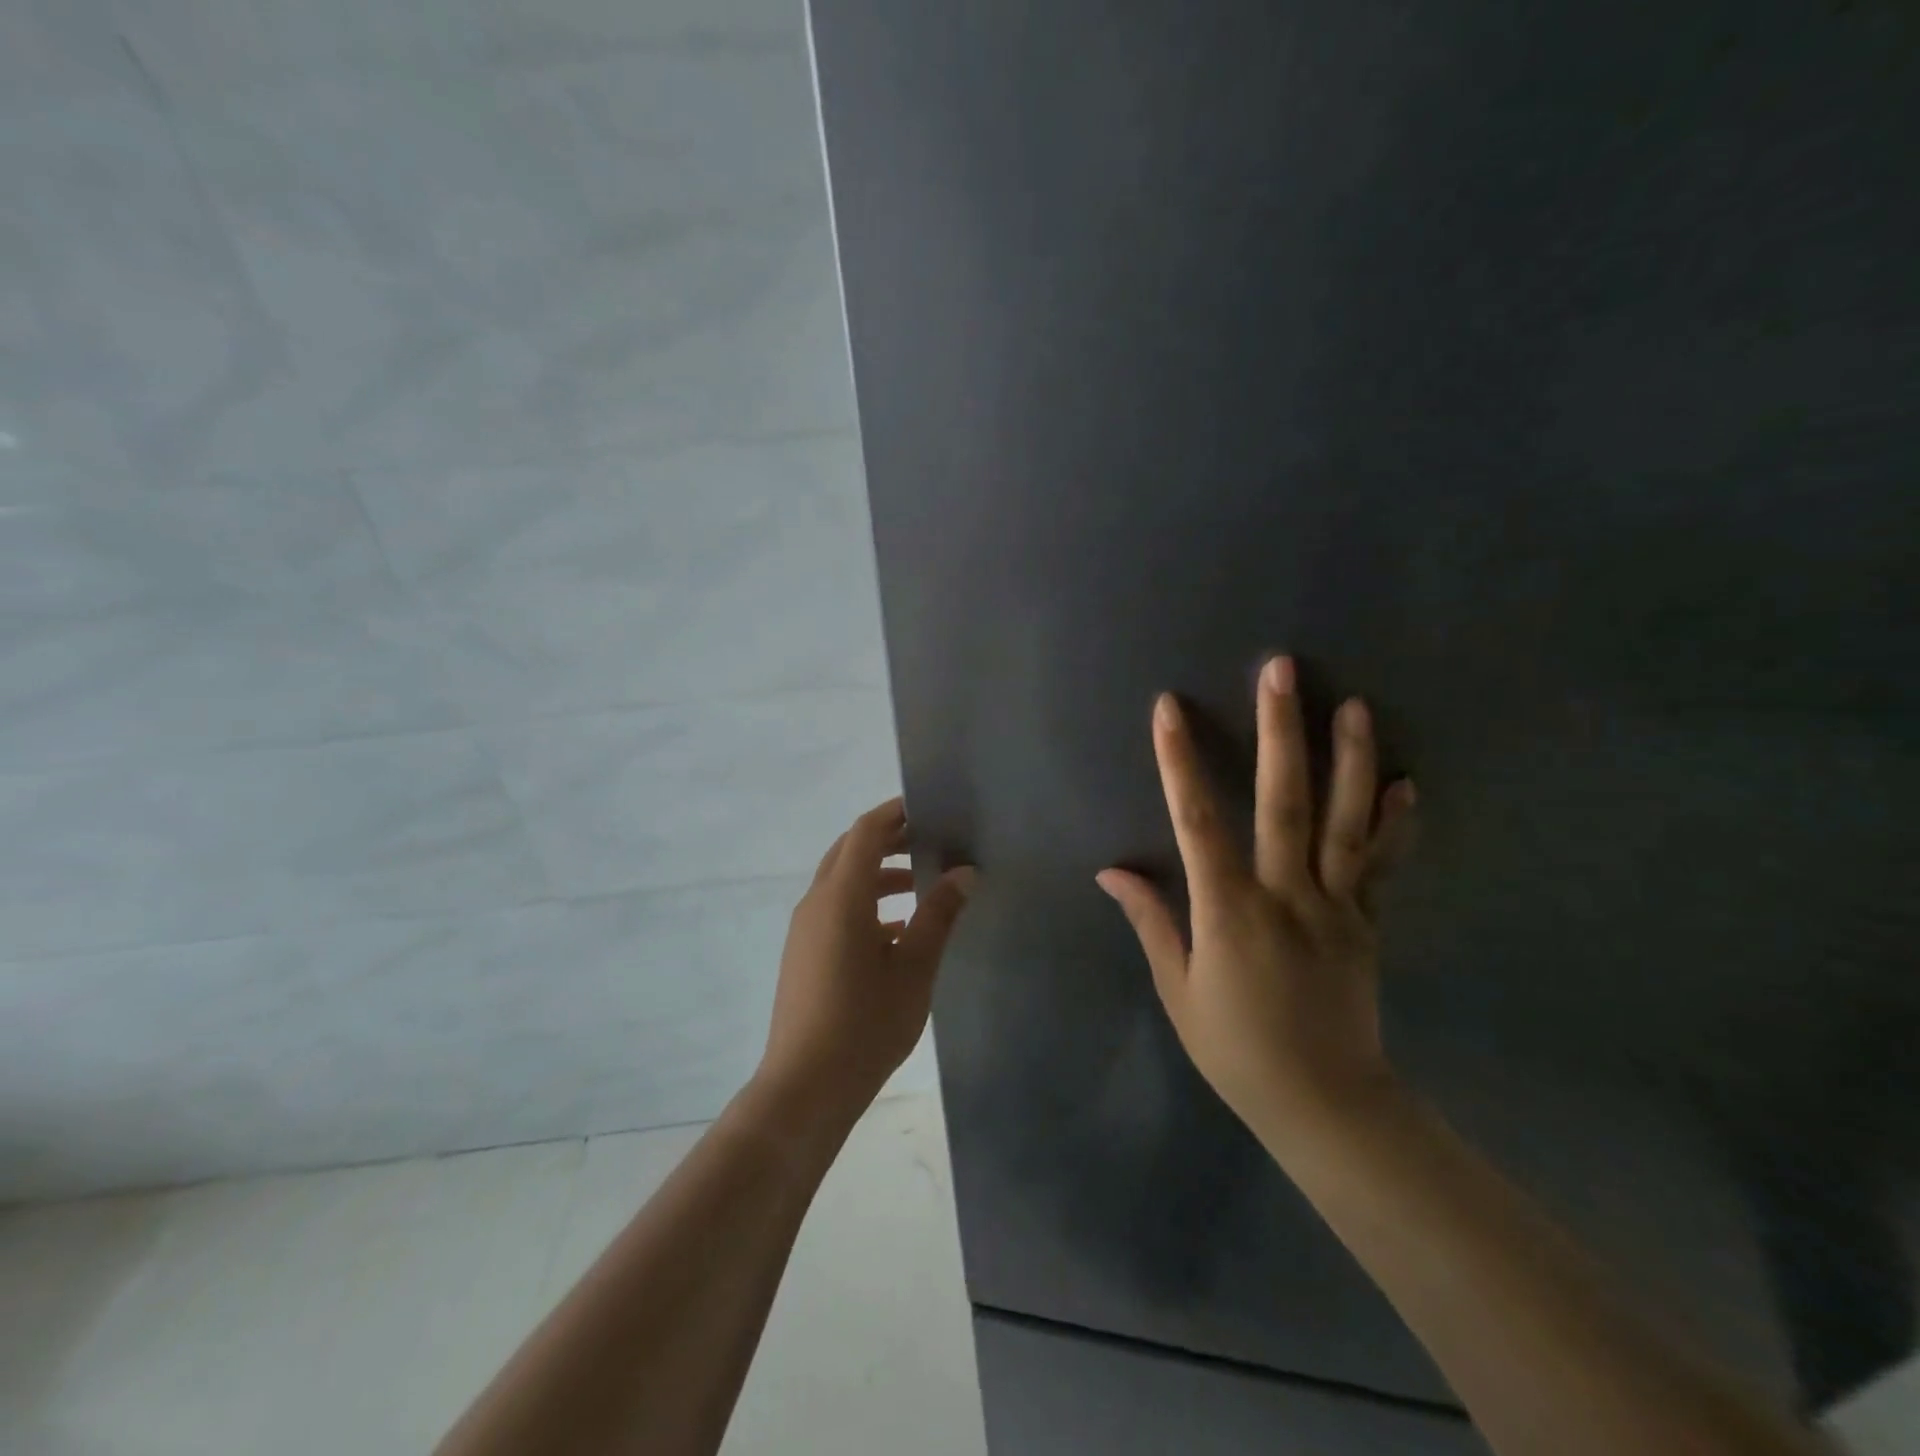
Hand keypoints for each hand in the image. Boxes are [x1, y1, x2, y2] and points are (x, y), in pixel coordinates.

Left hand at [759, 798, 975, 1123]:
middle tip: (929, 840)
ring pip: (841, 881)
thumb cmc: (865, 1024)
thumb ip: (938, 915)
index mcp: (841, 896)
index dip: (894, 814)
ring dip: (877, 873)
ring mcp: (805, 929)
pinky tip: (897, 930)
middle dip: (887, 840)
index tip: (927, 808)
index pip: (866, 833)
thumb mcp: (914, 969)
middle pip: (849, 851)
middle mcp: (816, 903)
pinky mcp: (803, 953)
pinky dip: (865, 903)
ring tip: (920, 884)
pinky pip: (835, 909)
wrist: (805, 1087)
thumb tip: (964, 873)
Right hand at [1097, 656, 1415, 1144]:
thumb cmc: (1236, 1048)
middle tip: (1281, 671)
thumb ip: (1152, 921)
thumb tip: (1112, 871)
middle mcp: (1285, 895)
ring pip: (1343, 821)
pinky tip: (1404, 782)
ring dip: (1347, 759)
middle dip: (1279, 730)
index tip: (1169, 709)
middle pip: (1284, 801)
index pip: (1198, 822)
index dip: (1180, 762)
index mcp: (1229, 911)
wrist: (1325, 1103)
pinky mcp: (1366, 922)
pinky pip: (1382, 865)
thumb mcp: (1179, 989)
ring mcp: (1335, 906)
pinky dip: (1394, 823)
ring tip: (1351, 705)